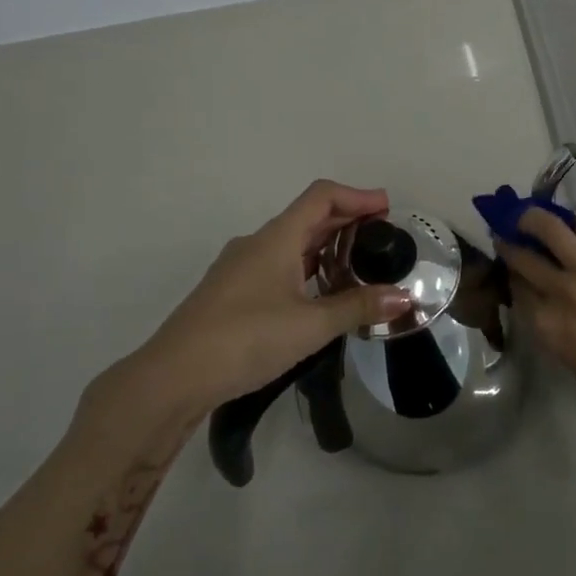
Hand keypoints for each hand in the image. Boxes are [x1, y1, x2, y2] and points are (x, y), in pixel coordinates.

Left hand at [96, 181, 413, 425]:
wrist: (171, 379)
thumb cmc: (244, 339)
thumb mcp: (310, 326)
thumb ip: (358, 307)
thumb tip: (405, 298)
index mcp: (276, 239)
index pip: (322, 197)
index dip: (357, 196)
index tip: (388, 209)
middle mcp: (256, 244)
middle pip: (308, 217)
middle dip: (347, 219)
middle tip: (382, 236)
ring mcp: (240, 269)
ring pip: (291, 243)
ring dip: (326, 244)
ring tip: (358, 262)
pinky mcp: (231, 293)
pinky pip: (277, 265)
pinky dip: (306, 266)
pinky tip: (319, 292)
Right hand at [498, 209, 575, 426]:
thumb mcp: (569, 359)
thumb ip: (550, 325)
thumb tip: (540, 301)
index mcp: (547, 325)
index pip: (516, 289)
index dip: (509, 276)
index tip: (509, 270)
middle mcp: (562, 292)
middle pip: (524, 258)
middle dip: (510, 246)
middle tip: (507, 237)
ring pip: (551, 229)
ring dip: (533, 220)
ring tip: (530, 218)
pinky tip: (574, 231)